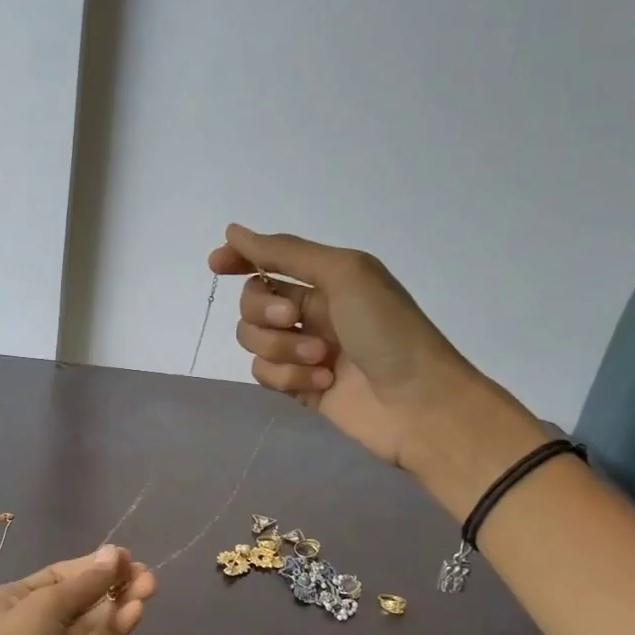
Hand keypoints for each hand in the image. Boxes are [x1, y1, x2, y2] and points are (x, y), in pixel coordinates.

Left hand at [0, 545, 155, 634]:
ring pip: (95, 618)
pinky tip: (137, 611)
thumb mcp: (44, 605)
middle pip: (83, 594)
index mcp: (20, 595)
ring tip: (151, 586)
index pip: (64, 574)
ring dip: (121, 601)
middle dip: (113, 582)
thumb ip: (85, 584)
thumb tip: (114, 554)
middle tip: (146, 573)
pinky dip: (117, 625)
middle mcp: (39, 616)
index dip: (94, 565)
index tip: (125, 556)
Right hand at [208, 225, 544, 512]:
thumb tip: (233, 231)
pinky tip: (322, 382)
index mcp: (328, 279)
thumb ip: (286, 252)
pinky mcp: (299, 387)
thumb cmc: (389, 329)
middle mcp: (312, 311)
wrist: (418, 402)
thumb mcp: (343, 273)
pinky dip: (288, 376)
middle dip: (264, 311)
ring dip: (282, 348)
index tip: (216, 265)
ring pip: (254, 340)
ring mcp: (303, 350)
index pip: (271, 261)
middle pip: (252, 302)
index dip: (241, 259)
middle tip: (294, 320)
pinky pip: (264, 374)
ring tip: (322, 359)